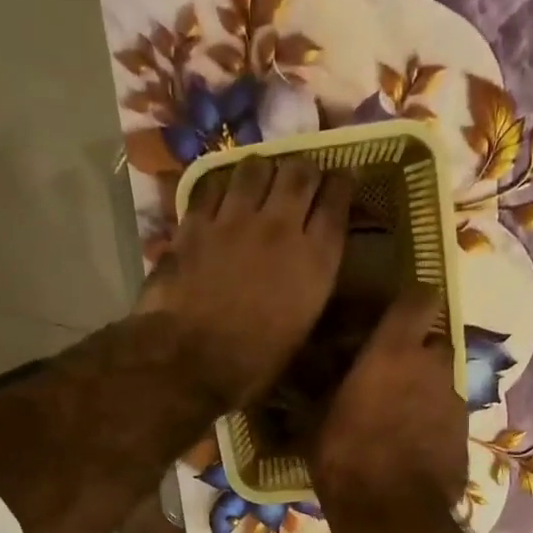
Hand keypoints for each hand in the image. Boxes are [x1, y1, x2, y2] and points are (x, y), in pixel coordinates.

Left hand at [137, 154, 351, 409]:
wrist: (189, 362)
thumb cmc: (252, 364)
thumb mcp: (301, 332)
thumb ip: (312, 288)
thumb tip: (312, 271)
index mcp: (315, 259)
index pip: (338, 200)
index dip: (343, 184)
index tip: (343, 181)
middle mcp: (280, 227)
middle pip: (300, 172)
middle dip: (305, 170)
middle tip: (302, 179)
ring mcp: (234, 220)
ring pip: (256, 167)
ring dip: (263, 170)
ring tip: (260, 179)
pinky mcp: (195, 223)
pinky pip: (212, 185)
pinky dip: (220, 185)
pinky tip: (220, 194)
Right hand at [312, 286, 467, 520]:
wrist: (392, 516)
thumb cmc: (346, 458)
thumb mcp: (316, 422)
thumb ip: (319, 391)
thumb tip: (307, 380)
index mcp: (395, 351)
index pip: (419, 297)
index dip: (406, 304)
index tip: (386, 319)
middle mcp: (433, 366)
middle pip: (431, 342)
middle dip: (412, 353)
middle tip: (383, 375)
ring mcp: (454, 401)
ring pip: (439, 381)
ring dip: (421, 390)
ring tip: (392, 417)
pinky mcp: (464, 435)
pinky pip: (445, 415)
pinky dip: (429, 422)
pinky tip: (407, 446)